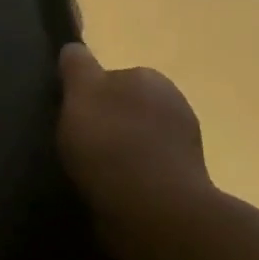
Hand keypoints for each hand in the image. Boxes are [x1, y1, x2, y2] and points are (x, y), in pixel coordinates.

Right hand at [56, 44, 211, 231]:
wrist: (154, 211)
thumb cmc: (111, 143)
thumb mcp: (80, 93)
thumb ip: (77, 67)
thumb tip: (75, 48)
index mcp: (150, 78)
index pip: (113, 76)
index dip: (89, 94)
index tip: (72, 115)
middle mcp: (175, 103)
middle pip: (128, 107)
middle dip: (107, 122)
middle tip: (78, 143)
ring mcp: (185, 145)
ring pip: (139, 140)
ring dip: (120, 152)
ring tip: (91, 172)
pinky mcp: (186, 182)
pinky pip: (147, 170)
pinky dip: (131, 177)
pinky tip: (111, 191)